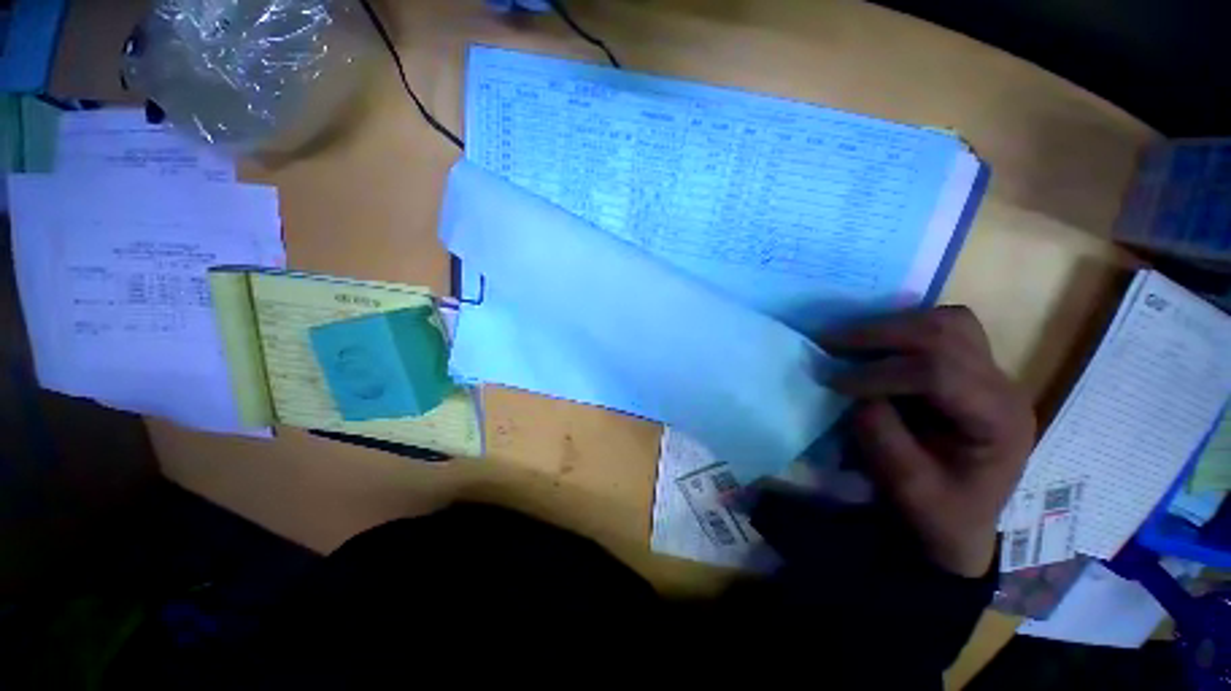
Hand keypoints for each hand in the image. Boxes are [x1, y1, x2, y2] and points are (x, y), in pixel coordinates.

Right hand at [825, 306, 1035, 576]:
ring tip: (848, 340)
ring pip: (946, 322)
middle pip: (947, 332)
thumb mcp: (905, 486)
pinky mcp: (971, 372)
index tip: (834, 382)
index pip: (940, 372)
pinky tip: (873, 346)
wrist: (959, 524)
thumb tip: (854, 390)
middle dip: (879, 334)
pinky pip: (939, 331)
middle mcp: (1003, 387)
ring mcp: (990, 375)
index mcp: (997, 421)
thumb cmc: (937, 513)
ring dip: (891, 326)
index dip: (880, 372)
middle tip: (830, 343)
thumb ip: (880, 433)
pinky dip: (900, 330)